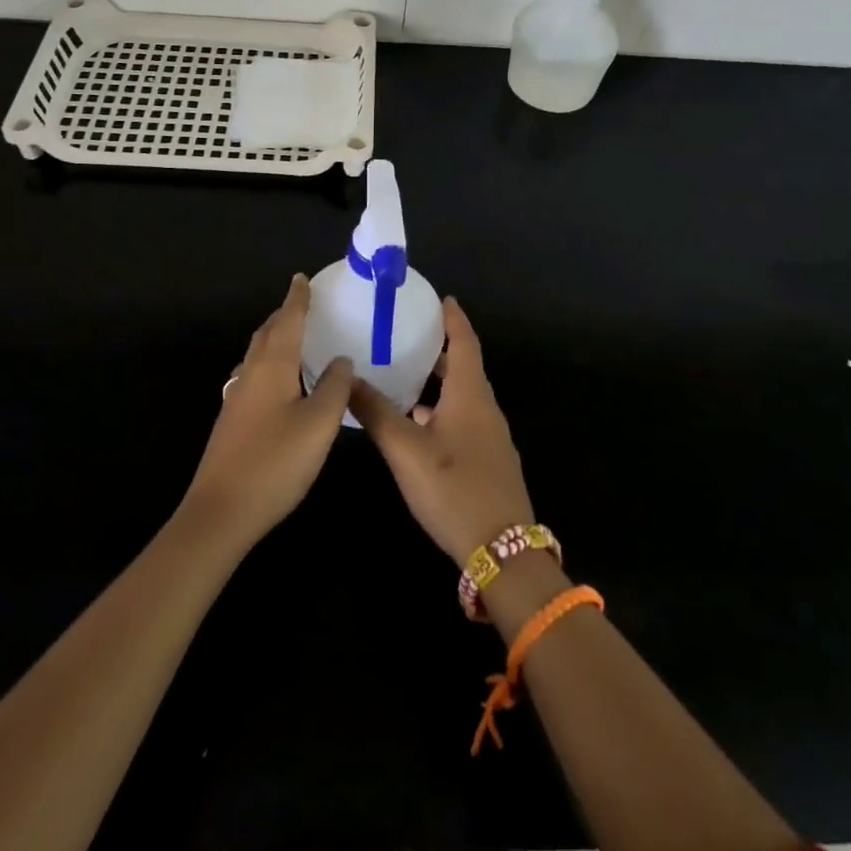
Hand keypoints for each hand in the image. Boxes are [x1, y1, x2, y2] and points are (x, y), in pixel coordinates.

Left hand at [181, 274, 352, 550]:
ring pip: (258, 355)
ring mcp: (237, 398)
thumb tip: (340, 360)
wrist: (220, 512)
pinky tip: (279, 382)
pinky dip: (270, 363)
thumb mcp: (319, 424)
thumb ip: (334, 387)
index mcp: (272, 366)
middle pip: (268, 333)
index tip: (302, 278)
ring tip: (294, 337)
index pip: (287, 321)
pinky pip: (254, 375)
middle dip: (284, 315)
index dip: (297, 299)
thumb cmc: (275, 462)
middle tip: (303, 304)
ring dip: (275, 339)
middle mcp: (251, 374)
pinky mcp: (232, 421)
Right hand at [349, 298, 534, 562]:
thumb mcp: (406, 450)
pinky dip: (443, 409)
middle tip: (410, 334)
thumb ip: (375, 412)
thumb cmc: (454, 489)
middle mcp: (485, 408)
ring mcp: (491, 437)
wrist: (503, 552)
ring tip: (407, 376)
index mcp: (470, 394)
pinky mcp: (490, 461)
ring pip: (464, 396)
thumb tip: (347, 378)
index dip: (454, 319)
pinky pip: (465, 419)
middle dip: (441, 349)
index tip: (441, 298)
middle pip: (465, 367)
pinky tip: (419, 426)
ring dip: (440, 382)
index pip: (465, 342)